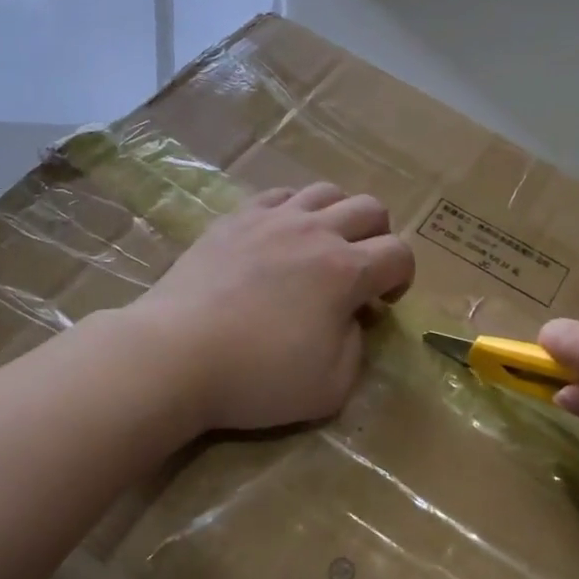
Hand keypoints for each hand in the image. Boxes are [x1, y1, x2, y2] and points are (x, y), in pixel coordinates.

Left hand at [129, 183, 415, 431]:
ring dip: (338, 216)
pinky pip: (278, 195)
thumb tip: (351, 318)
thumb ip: (357, 348)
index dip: (403, 277)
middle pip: (370, 207)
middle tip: (359, 272)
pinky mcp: (234, 219)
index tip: (382, 303)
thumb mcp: (331, 387)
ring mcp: (271, 219)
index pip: (399, 254)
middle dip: (378, 237)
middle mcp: (315, 232)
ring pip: (325, 191)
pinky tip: (279, 237)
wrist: (175, 355)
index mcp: (346, 271)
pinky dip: (292, 210)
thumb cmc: (257, 376)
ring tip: (322, 247)